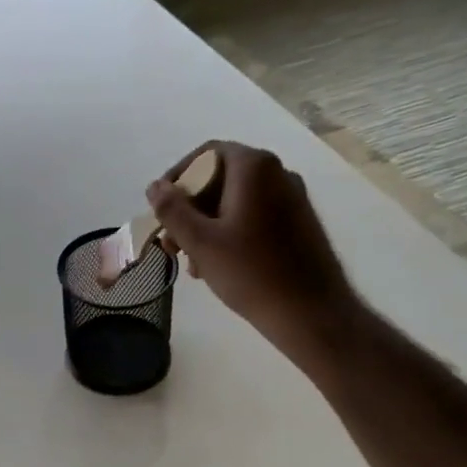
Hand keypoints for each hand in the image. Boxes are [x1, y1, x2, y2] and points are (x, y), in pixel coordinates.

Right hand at [148, 141, 355, 363]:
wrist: (311, 312)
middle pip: (220, 178)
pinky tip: (217, 266)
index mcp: (254, 168)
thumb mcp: (200, 241)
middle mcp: (277, 174)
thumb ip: (172, 210)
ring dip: (206, 225)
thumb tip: (155, 187)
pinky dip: (229, 233)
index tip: (160, 206)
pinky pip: (254, 216)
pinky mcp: (298, 223)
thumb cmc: (250, 273)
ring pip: (235, 201)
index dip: (178, 176)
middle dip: (190, 209)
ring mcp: (292, 198)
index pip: (207, 154)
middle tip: (171, 242)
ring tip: (191, 262)